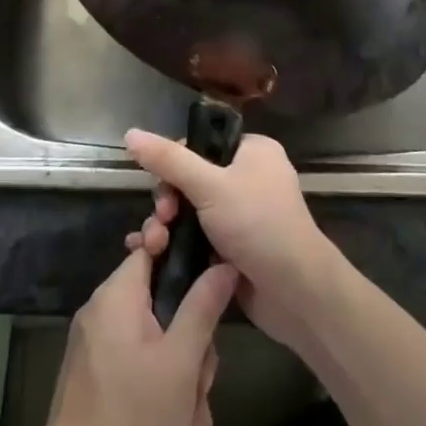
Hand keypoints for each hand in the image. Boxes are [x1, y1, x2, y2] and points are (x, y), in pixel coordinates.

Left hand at [39, 246, 236, 425]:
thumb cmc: (132, 418)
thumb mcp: (181, 362)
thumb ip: (204, 306)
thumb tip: (223, 263)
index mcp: (116, 295)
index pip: (153, 250)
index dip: (185, 264)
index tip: (209, 295)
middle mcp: (102, 314)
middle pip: (163, 309)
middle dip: (191, 354)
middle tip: (198, 390)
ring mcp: (97, 350)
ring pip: (157, 350)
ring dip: (180, 390)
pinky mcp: (96, 382)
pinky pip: (139, 375)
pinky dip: (160, 404)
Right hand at [124, 130, 339, 353]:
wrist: (295, 293)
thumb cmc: (257, 225)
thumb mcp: (209, 185)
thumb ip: (168, 160)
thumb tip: (130, 133)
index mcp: (253, 151)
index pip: (200, 145)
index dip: (174, 164)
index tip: (163, 188)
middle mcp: (249, 178)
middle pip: (191, 179)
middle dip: (168, 201)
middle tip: (161, 220)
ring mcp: (242, 215)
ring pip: (191, 211)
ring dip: (167, 226)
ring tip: (154, 245)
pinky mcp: (234, 248)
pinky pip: (197, 237)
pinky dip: (177, 245)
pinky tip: (153, 256)